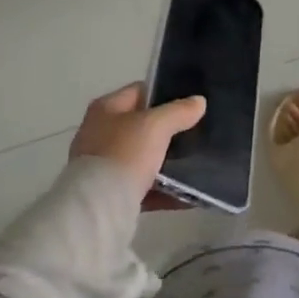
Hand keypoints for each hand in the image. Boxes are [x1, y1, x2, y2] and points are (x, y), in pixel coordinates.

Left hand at [69, 83, 206, 198]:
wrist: (99, 206)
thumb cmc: (124, 153)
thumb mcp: (156, 125)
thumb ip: (179, 111)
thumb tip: (198, 102)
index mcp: (106, 109)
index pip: (140, 91)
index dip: (165, 93)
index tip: (191, 103)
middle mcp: (100, 133)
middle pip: (142, 126)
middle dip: (168, 130)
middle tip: (196, 133)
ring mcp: (104, 165)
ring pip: (144, 158)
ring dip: (167, 162)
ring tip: (196, 163)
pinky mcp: (111, 194)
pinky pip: (144, 187)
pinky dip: (164, 190)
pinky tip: (187, 194)